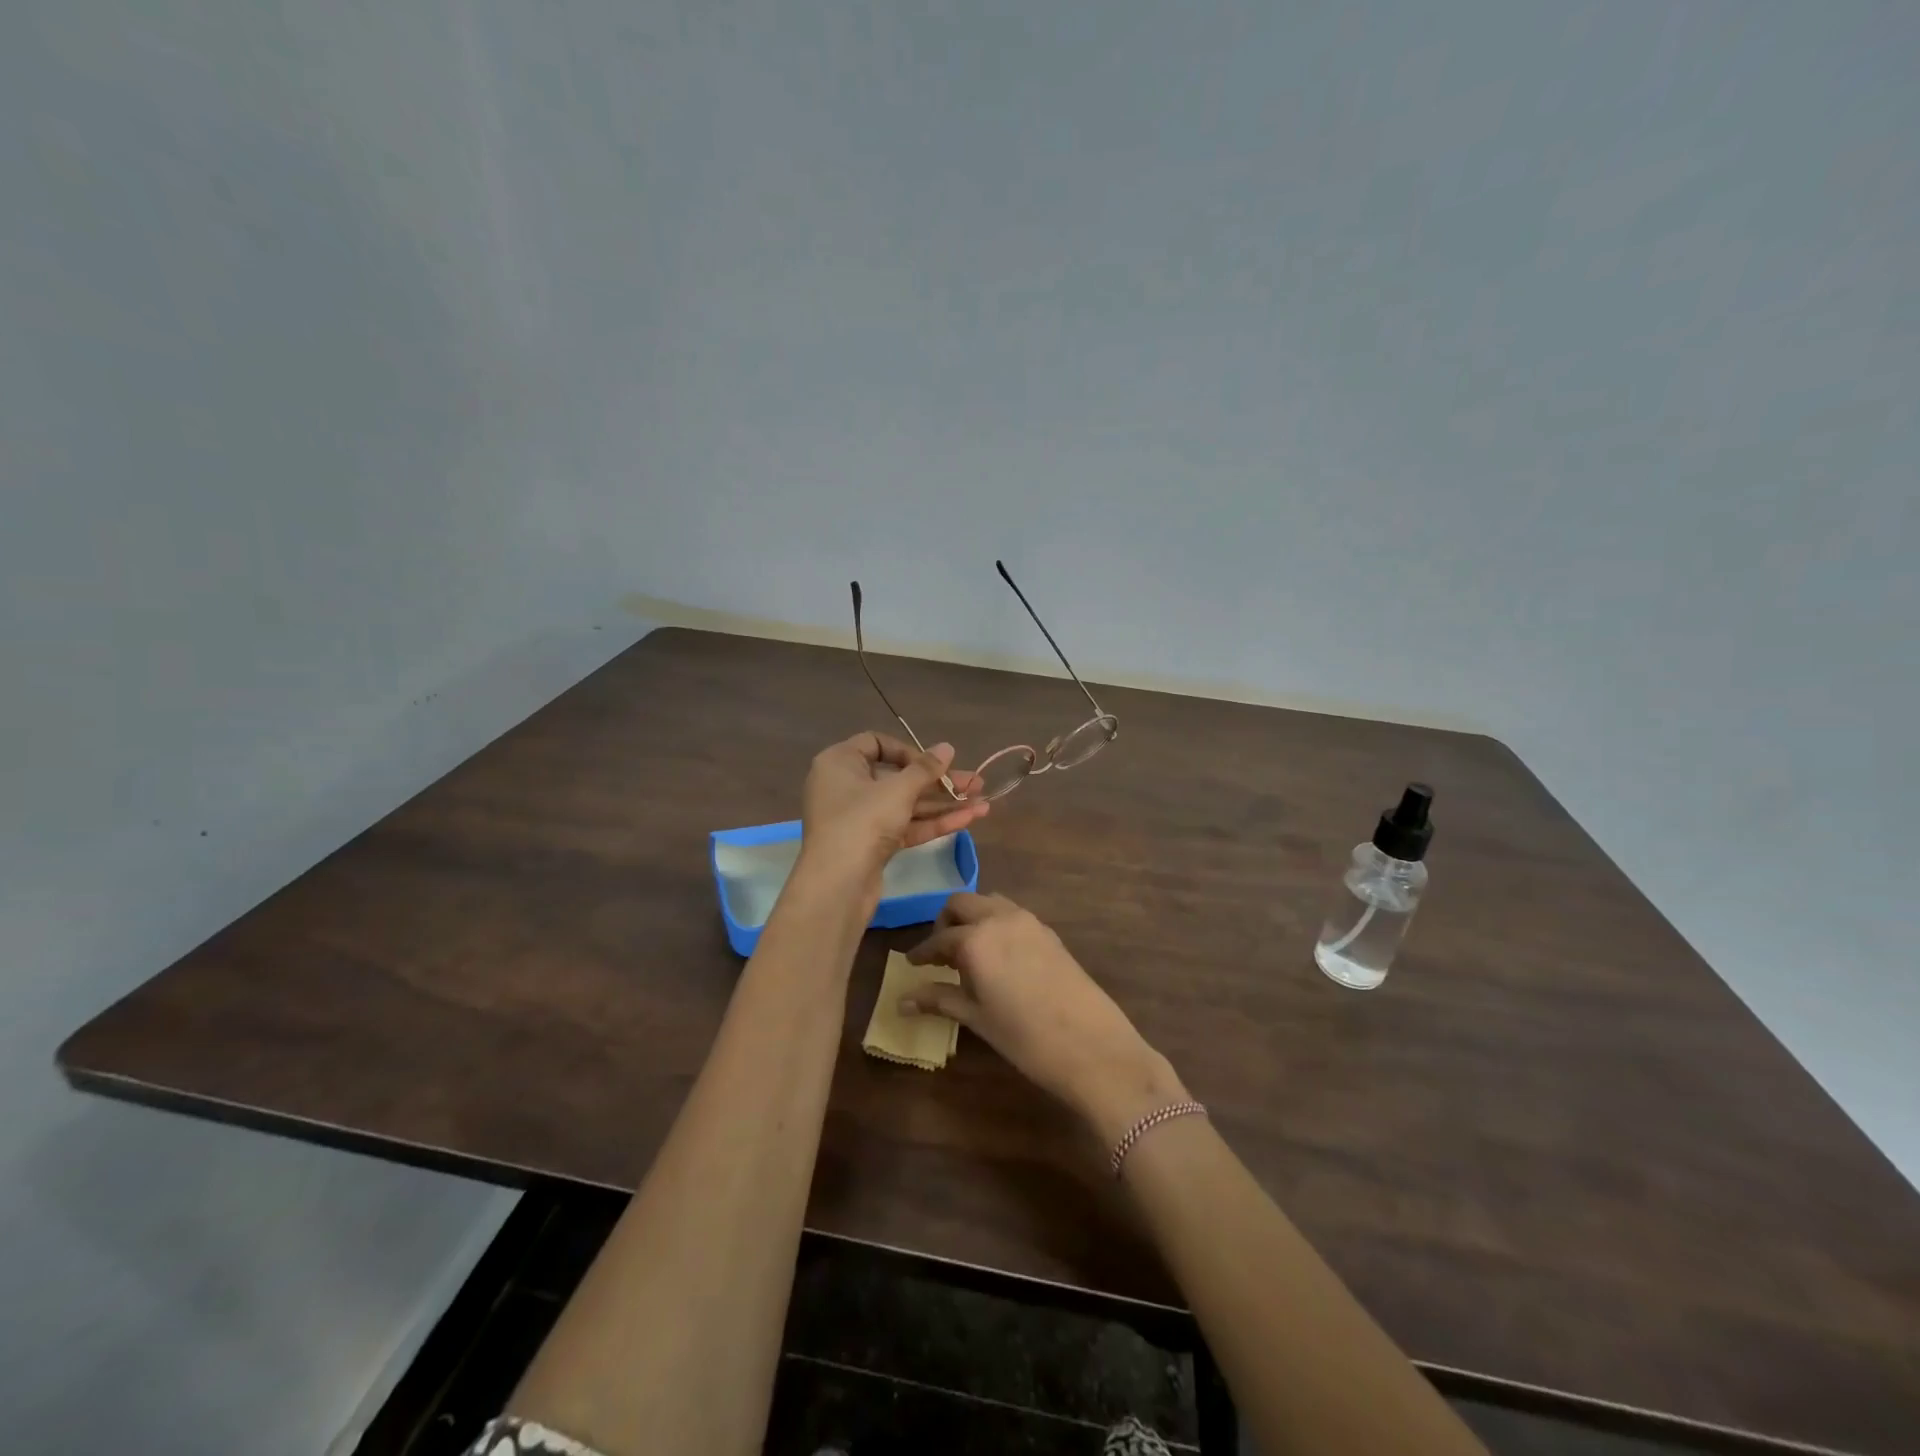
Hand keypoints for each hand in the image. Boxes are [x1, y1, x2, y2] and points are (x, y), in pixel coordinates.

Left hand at [800, 732, 988, 875]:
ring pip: (906, 804)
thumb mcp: (898, 790)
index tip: (933, 763)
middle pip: (898, 777)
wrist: (838, 885)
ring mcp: (860, 818)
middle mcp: (847, 786)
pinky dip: (933, 823)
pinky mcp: (872, 844)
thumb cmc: (862, 821)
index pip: (875, 743)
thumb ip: (926, 768)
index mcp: (840, 763)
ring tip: (983, 804)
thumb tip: (947, 748)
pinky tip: (968, 820)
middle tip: (975, 783)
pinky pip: (905, 826)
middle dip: (939, 782)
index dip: (908, 751)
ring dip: (943, 804)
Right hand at [903, 893, 1186, 1144]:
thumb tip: (902, 1001)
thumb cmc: (1025, 1037)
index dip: (922, 953)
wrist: (1092, 1045)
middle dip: (945, 923)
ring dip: (973, 918)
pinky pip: (1012, 914)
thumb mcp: (977, 1018)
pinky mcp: (1048, 931)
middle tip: (940, 955)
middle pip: (961, 903)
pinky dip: (996, 924)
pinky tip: (998, 957)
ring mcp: (1028, 921)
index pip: (938, 939)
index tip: (911, 965)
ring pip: (989, 903)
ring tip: (969, 954)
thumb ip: (939, 999)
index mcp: (976, 939)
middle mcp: (999, 918)